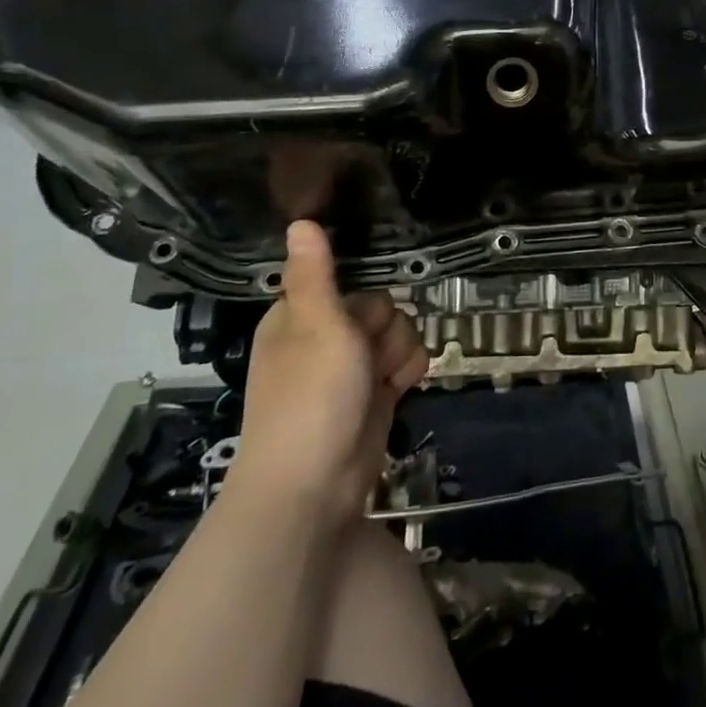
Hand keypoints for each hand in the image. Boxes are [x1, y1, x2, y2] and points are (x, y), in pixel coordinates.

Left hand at [227, 221, 427, 524]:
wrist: (314, 487)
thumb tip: (299, 219)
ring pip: (399, 333)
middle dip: (385, 331)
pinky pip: (406, 362)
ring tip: (381, 382)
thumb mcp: (316, 325)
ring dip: (399, 354)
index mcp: (301, 316)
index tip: (357, 321)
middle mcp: (326, 337)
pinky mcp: (375, 393)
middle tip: (365, 359)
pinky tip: (398, 391)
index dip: (363, 300)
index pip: (351, 282)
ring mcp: (352, 368)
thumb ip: (315, 272)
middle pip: (383, 306)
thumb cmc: (311, 397)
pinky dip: (406, 374)